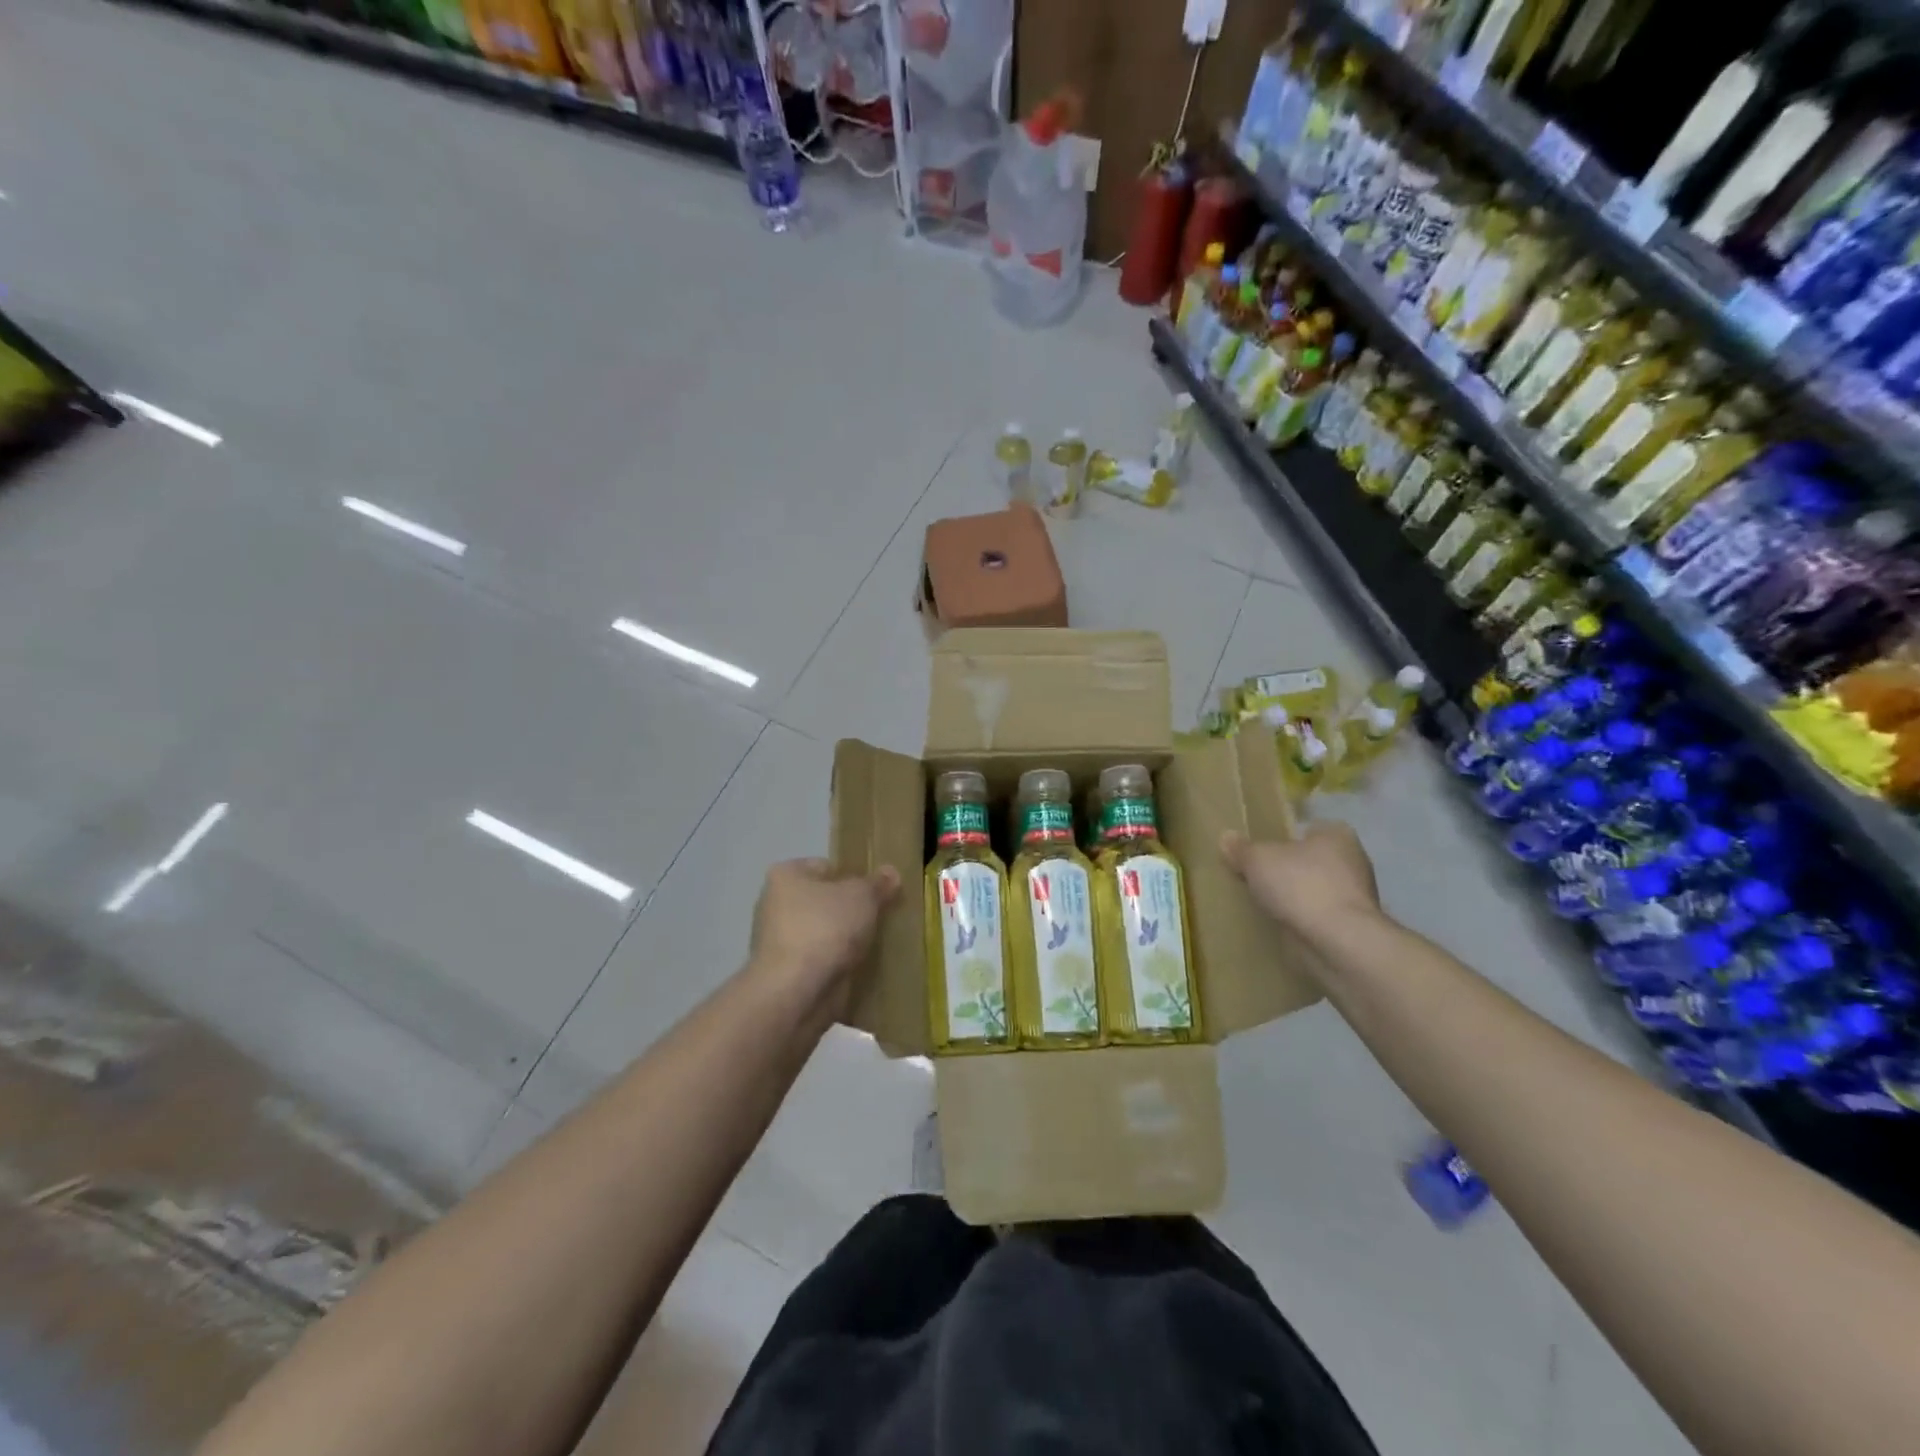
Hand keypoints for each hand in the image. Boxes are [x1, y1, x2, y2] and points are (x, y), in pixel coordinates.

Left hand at [749, 858, 899, 1023]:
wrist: (796, 992)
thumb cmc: (825, 928)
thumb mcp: (862, 896)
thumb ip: (877, 883)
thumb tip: (891, 873)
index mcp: (786, 876)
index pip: (826, 867)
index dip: (854, 876)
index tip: (878, 892)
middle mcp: (775, 905)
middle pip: (825, 901)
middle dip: (851, 910)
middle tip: (882, 917)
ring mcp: (778, 942)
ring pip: (824, 933)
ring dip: (846, 940)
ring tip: (877, 944)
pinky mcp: (786, 974)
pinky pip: (821, 961)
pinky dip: (838, 964)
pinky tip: (862, 968)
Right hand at [1220, 822, 1380, 941]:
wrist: (1337, 941)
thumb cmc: (1301, 885)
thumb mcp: (1257, 859)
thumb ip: (1241, 849)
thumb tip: (1226, 837)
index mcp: (1337, 835)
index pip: (1307, 829)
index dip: (1283, 839)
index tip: (1261, 852)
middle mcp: (1353, 861)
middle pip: (1311, 860)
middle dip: (1288, 869)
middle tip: (1257, 877)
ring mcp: (1355, 897)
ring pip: (1315, 890)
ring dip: (1295, 897)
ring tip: (1264, 904)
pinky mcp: (1351, 927)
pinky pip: (1318, 916)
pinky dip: (1302, 920)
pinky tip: (1280, 925)